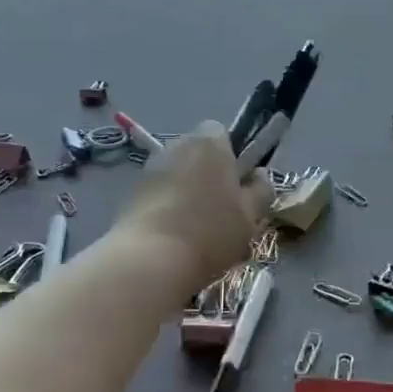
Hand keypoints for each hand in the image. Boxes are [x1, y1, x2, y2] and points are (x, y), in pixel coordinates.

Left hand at [118, 121, 273, 287]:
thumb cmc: (211, 231)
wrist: (151, 260)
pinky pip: (159, 192)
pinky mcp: (132, 193)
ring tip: (197, 227)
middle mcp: (177, 145)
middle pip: (197, 152)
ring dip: (187, 190)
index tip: (238, 183)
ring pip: (177, 173)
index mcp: (209, 143)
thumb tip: (260, 176)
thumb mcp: (250, 216)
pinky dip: (167, 205)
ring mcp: (150, 168)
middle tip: (222, 208)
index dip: (231, 154)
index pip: (221, 131)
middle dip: (208, 172)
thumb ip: (260, 191)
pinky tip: (175, 235)